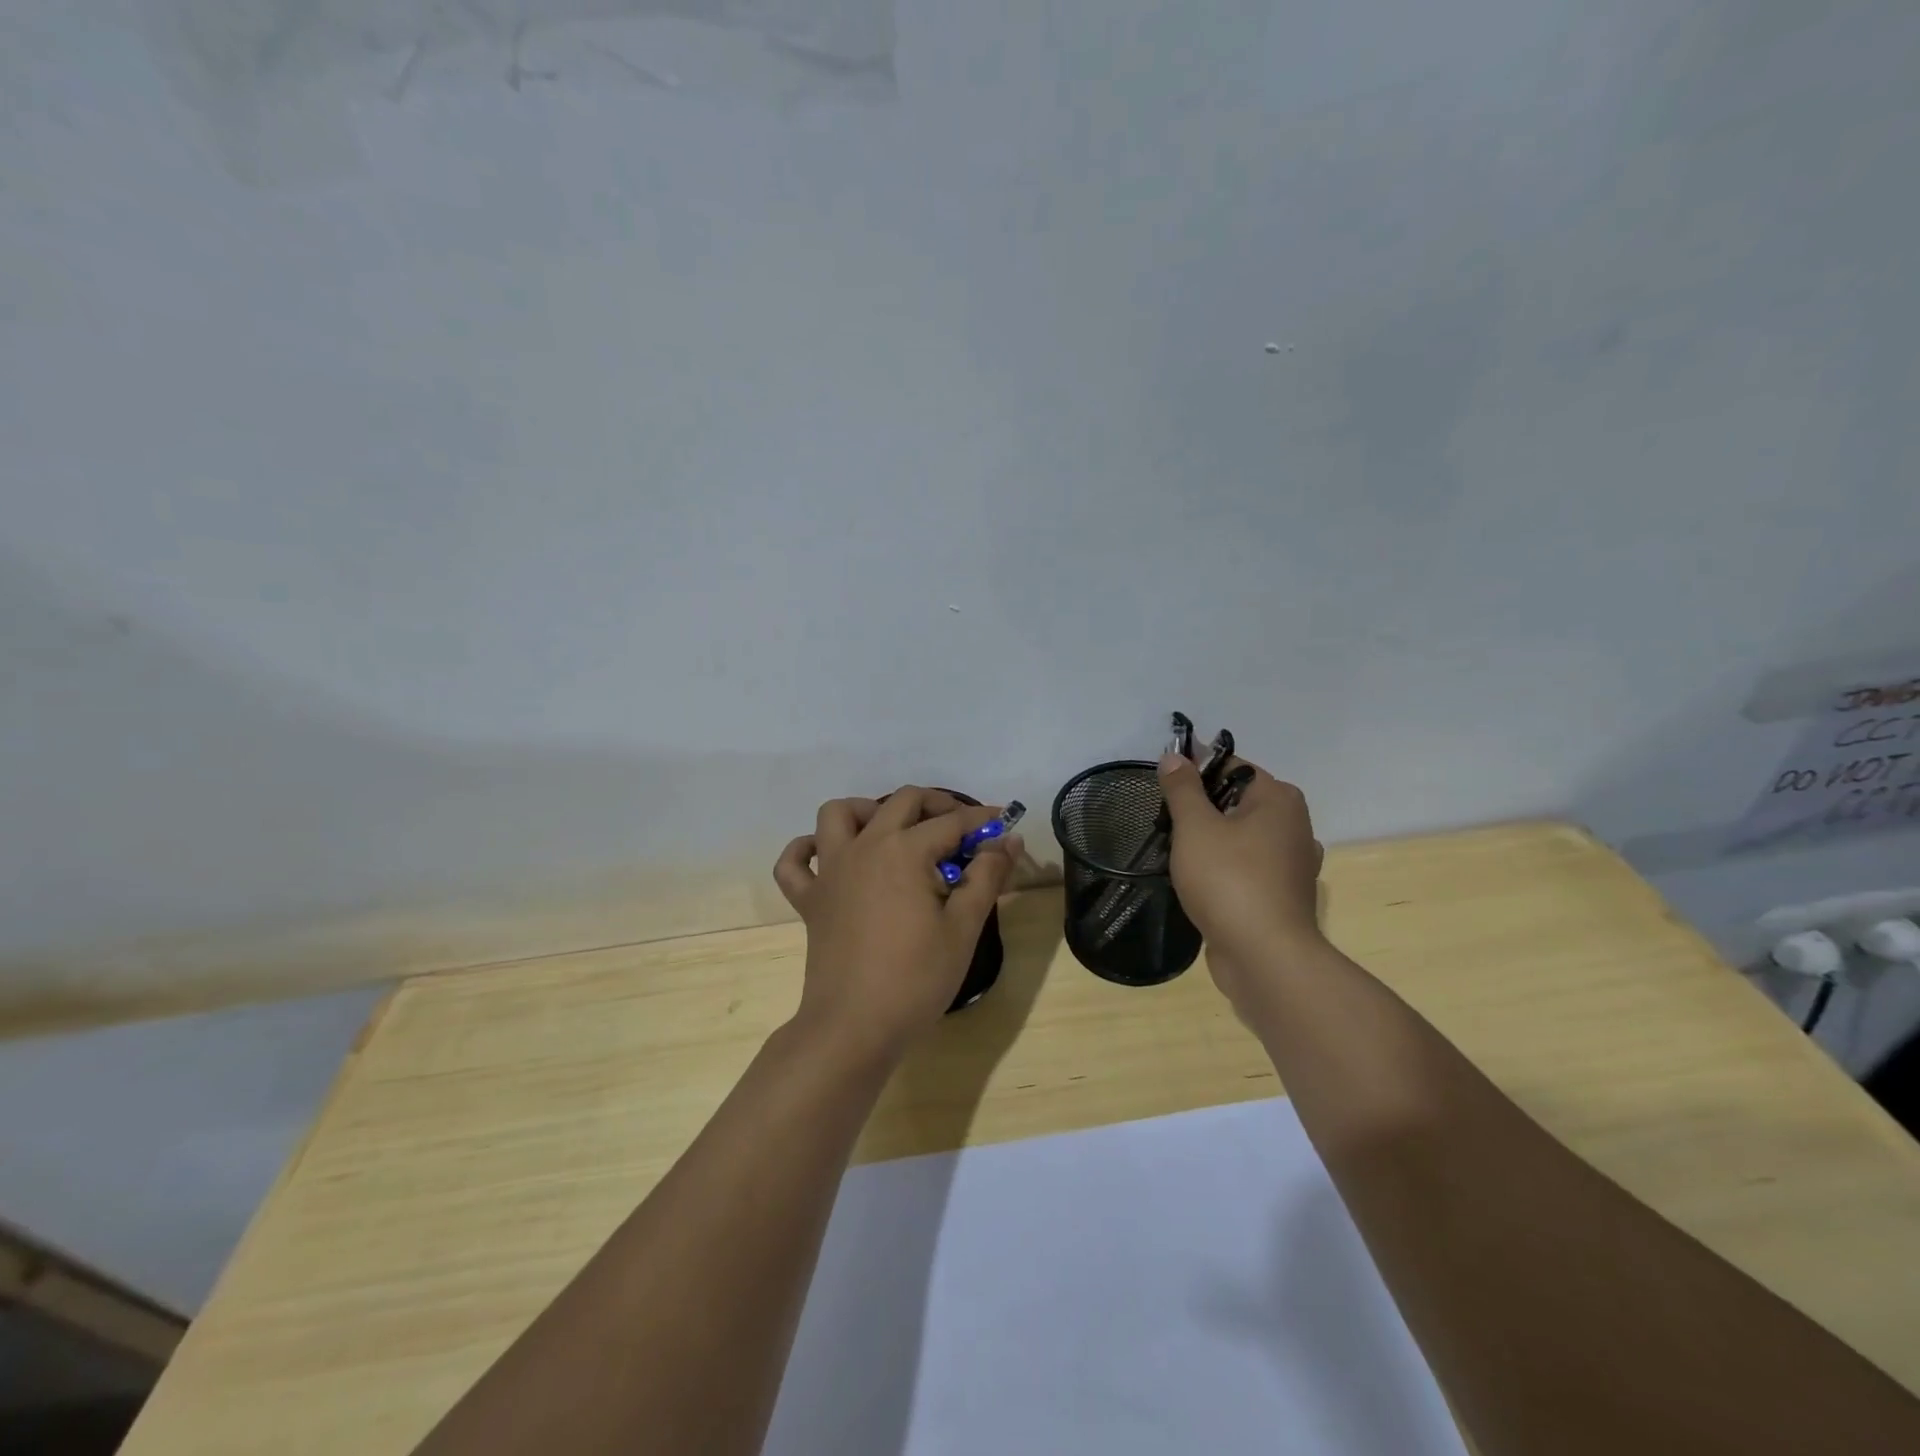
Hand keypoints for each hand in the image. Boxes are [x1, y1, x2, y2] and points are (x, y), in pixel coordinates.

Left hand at [773, 788, 1022, 1062]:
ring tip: (893, 832)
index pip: (951, 823)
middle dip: (936, 804)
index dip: (981, 821)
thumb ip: (987, 876)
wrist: (854, 1027)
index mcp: (904, 850)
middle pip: (901, 801)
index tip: (1003, 825)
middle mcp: (864, 846)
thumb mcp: (963, 928)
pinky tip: (828, 857)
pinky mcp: (808, 899)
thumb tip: (1008, 840)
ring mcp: (830, 871)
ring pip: (837, 814)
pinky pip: (793, 861)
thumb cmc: (916, 978)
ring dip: (867, 810)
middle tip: (960, 829)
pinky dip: (806, 850)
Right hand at [1157, 753, 1325, 1008]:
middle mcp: (1294, 824)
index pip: (1231, 766)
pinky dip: (1225, 869)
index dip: (1195, 770)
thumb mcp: (1195, 827)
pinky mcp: (1283, 894)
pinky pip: (1247, 867)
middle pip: (1236, 801)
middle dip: (1200, 809)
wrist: (1265, 957)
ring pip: (1241, 836)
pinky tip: (1200, 881)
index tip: (1163, 786)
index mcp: (1279, 799)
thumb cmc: (1229, 881)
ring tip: (1176, 853)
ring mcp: (1292, 863)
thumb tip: (1175, 755)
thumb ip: (1183, 788)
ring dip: (1210, 841)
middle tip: (1165, 823)